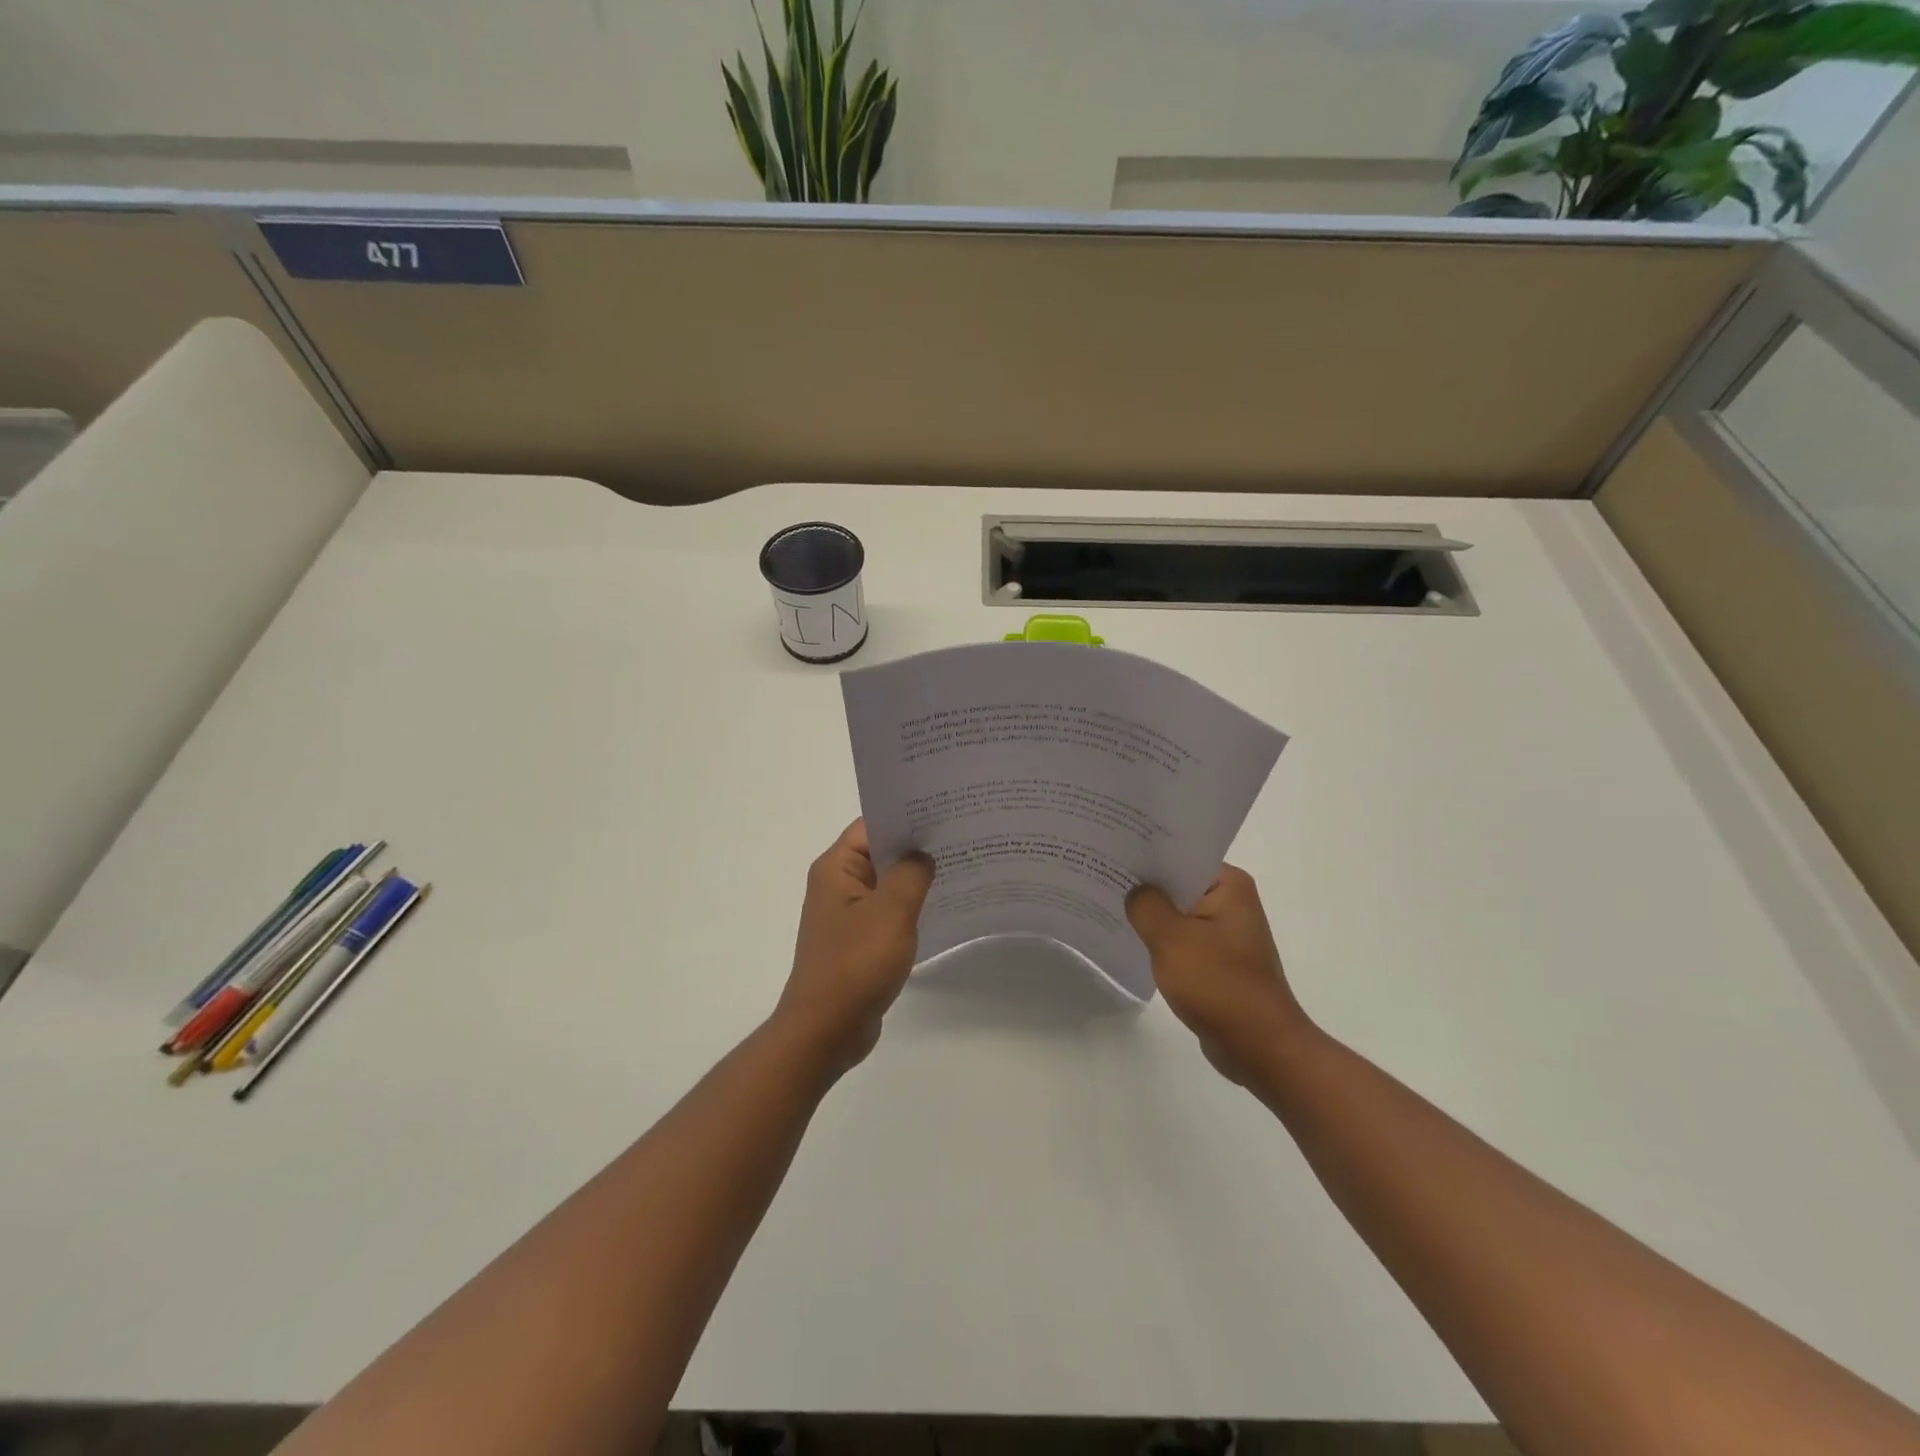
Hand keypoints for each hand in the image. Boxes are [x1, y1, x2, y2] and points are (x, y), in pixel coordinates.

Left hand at [776, 819, 935, 1074]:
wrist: (827, 1030)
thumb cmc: (856, 963)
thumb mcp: (891, 911)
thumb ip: (911, 873)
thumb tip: (922, 854)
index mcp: (836, 868)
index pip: (872, 825)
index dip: (906, 816)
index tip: (944, 811)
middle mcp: (837, 884)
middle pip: (881, 852)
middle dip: (917, 846)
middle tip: (961, 836)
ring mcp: (848, 914)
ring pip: (887, 883)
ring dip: (916, 878)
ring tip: (960, 866)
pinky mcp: (859, 940)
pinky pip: (888, 911)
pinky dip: (910, 906)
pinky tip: (942, 906)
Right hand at [1125, 865, 1308, 1083]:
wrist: (1260, 1048)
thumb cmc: (1219, 985)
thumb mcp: (1172, 939)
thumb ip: (1145, 905)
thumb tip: (1133, 890)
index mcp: (1229, 885)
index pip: (1180, 855)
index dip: (1145, 852)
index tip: (1111, 849)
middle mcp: (1231, 901)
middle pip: (1177, 882)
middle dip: (1142, 883)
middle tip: (1099, 872)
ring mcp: (1224, 933)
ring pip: (1176, 912)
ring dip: (1149, 914)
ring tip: (1106, 901)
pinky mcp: (1217, 960)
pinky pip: (1180, 939)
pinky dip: (1159, 940)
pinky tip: (1129, 938)